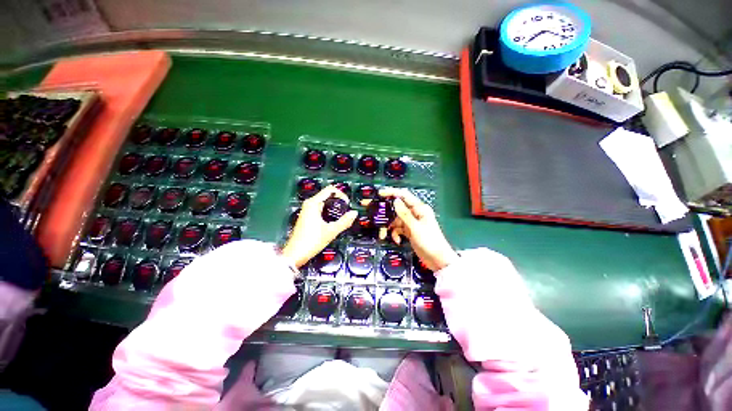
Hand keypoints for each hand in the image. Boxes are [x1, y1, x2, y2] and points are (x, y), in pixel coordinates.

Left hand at [281, 186, 357, 267]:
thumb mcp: (331, 231)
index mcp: (313, 203)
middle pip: (327, 196)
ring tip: (342, 218)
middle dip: (339, 202)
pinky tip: (333, 222)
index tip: (347, 205)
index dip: (341, 194)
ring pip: (324, 203)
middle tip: (346, 212)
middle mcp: (309, 204)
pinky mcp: (307, 217)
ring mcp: (307, 210)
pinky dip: (329, 212)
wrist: (295, 254)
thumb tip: (354, 213)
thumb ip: (345, 221)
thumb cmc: (312, 241)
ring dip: (334, 208)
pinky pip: (321, 209)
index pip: (330, 190)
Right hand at [373, 188, 457, 271]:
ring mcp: (411, 223)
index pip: (404, 195)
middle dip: (386, 212)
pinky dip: (395, 233)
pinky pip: (398, 229)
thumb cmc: (430, 242)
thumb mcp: (415, 228)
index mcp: (419, 209)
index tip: (379, 194)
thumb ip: (404, 214)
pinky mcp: (409, 231)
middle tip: (374, 213)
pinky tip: (397, 240)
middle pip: (397, 208)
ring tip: (383, 234)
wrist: (438, 260)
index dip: (392, 192)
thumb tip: (395, 200)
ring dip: (390, 227)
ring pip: (396, 220)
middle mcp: (415, 213)